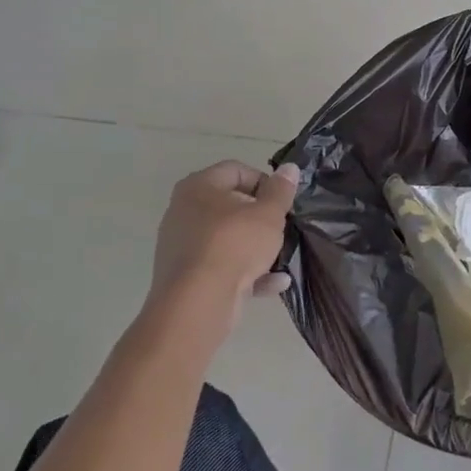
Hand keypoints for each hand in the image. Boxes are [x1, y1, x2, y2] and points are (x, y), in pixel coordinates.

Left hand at [148, 161, 298, 309]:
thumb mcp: (269, 214)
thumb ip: (281, 191)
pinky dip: (246, 272)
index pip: (236, 170)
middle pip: (230, 205)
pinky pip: (221, 265)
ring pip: (226, 239)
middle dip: (259, 218)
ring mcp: (181, 244)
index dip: (264, 182)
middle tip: (281, 228)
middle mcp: (183, 211)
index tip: (282, 201)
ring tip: (280, 257)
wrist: (198, 302)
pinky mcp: (185, 275)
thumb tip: (289, 168)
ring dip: (255, 248)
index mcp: (199, 187)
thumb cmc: (235, 245)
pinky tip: (274, 283)